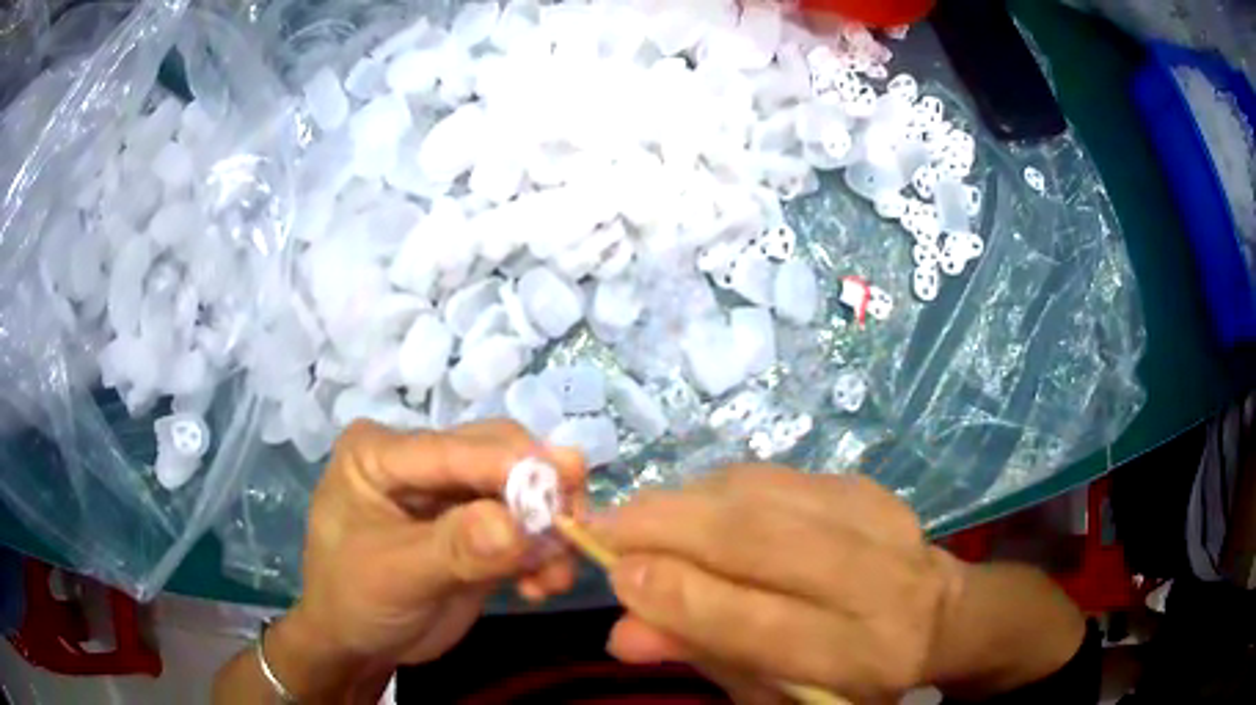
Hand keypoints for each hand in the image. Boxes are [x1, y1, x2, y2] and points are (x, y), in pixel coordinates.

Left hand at [280, 420, 584, 677]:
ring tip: (555, 575)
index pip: (449, 447)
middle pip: (494, 455)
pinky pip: (523, 525)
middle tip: (574, 530)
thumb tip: (516, 525)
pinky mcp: (476, 524)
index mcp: (380, 452)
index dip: (507, 463)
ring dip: (547, 528)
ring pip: (519, 488)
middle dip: (537, 493)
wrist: (360, 645)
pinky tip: (541, 585)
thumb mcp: (395, 576)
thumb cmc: (355, 601)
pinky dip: (542, 551)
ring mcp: (449, 492)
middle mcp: (418, 460)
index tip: (566, 480)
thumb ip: (454, 549)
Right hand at [596, 467, 967, 703]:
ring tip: (641, 518)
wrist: (934, 615)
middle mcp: (874, 580)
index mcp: (857, 654)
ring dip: (685, 501)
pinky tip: (694, 506)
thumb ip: (704, 656)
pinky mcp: (866, 485)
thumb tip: (621, 631)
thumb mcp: (774, 692)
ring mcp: (877, 520)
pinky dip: (717, 487)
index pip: (760, 622)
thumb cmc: (846, 674)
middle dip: (667, 529)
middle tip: (604, 528)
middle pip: (760, 541)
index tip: (617, 575)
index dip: (680, 597)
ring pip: (762, 495)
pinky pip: (774, 475)